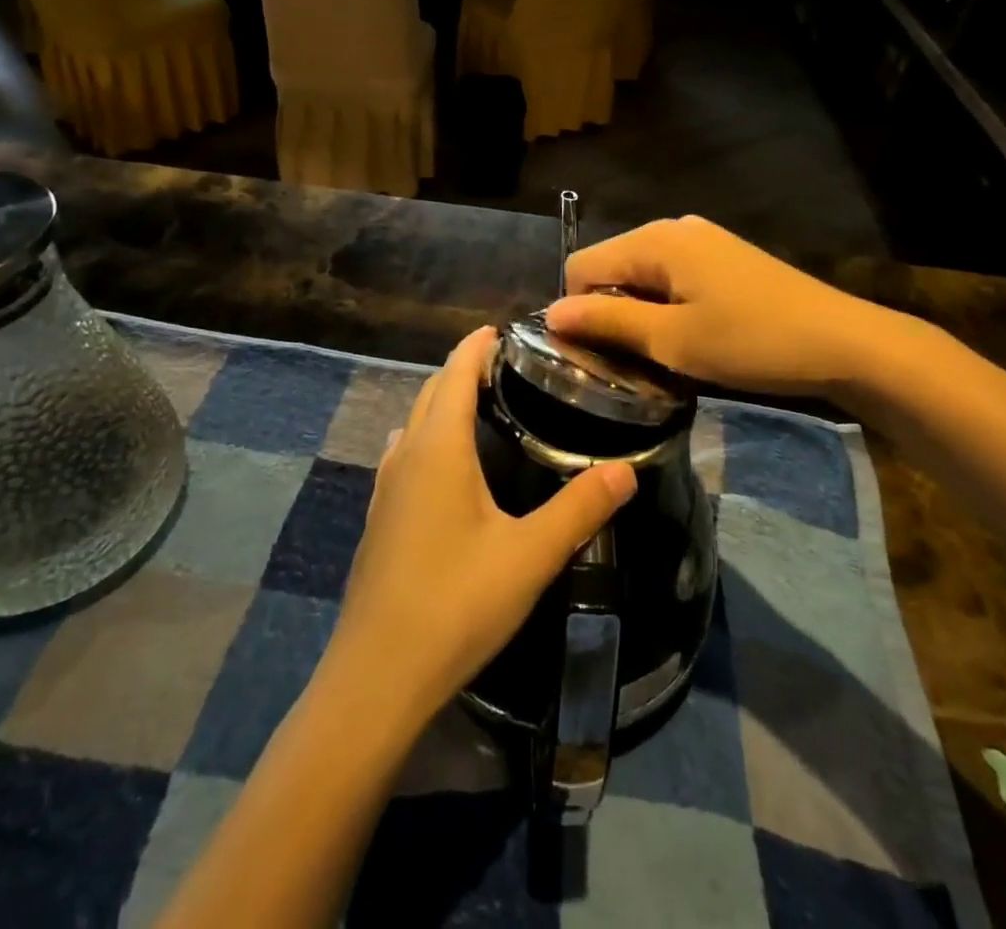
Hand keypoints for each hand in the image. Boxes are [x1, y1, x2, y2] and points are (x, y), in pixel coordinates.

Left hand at [326, 328, 637, 733]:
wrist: (378, 676)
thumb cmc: (456, 603)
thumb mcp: (529, 555)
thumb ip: (580, 508)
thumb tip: (627, 470)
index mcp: (438, 448)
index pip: (454, 373)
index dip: (477, 346)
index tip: (504, 330)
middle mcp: (406, 456)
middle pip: (431, 393)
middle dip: (463, 370)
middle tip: (507, 365)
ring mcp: (385, 488)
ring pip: (415, 424)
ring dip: (443, 404)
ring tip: (483, 406)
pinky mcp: (379, 519)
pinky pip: (406, 455)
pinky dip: (430, 438)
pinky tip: (450, 466)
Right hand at [546, 216, 901, 398]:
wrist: (842, 342)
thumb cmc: (751, 341)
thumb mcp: (672, 339)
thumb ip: (608, 320)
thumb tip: (551, 312)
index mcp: (655, 239)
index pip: (582, 265)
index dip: (578, 311)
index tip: (598, 356)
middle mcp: (673, 228)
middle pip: (612, 267)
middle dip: (609, 313)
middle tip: (631, 363)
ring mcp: (702, 240)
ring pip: (642, 276)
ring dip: (640, 315)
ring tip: (663, 356)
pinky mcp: (723, 258)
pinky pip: (673, 279)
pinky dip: (667, 308)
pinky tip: (692, 339)